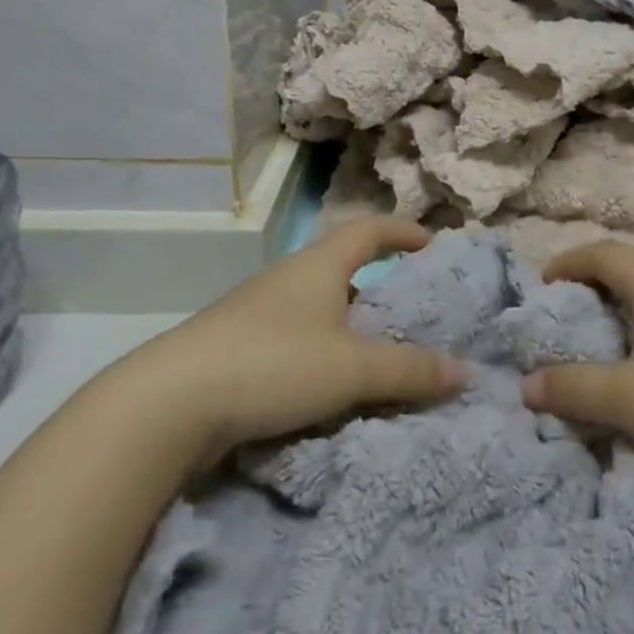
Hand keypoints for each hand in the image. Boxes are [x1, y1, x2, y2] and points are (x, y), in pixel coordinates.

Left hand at [120, 219, 464, 461]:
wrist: (169, 403)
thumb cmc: (274, 364)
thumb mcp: (352, 368)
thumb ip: (410, 370)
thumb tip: (464, 372)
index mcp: (319, 265)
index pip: (369, 230)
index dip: (402, 232)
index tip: (431, 243)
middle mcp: (287, 279)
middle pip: (341, 268)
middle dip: (377, 284)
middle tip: (410, 310)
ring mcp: (256, 311)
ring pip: (316, 307)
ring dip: (347, 324)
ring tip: (375, 354)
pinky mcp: (234, 346)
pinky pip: (293, 337)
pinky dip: (320, 351)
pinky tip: (326, 385)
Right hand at [520, 241, 633, 490]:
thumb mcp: (629, 400)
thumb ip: (574, 388)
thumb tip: (526, 385)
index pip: (602, 252)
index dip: (568, 262)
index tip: (545, 284)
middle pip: (633, 265)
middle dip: (597, 281)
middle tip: (574, 311)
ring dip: (631, 300)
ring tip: (615, 332)